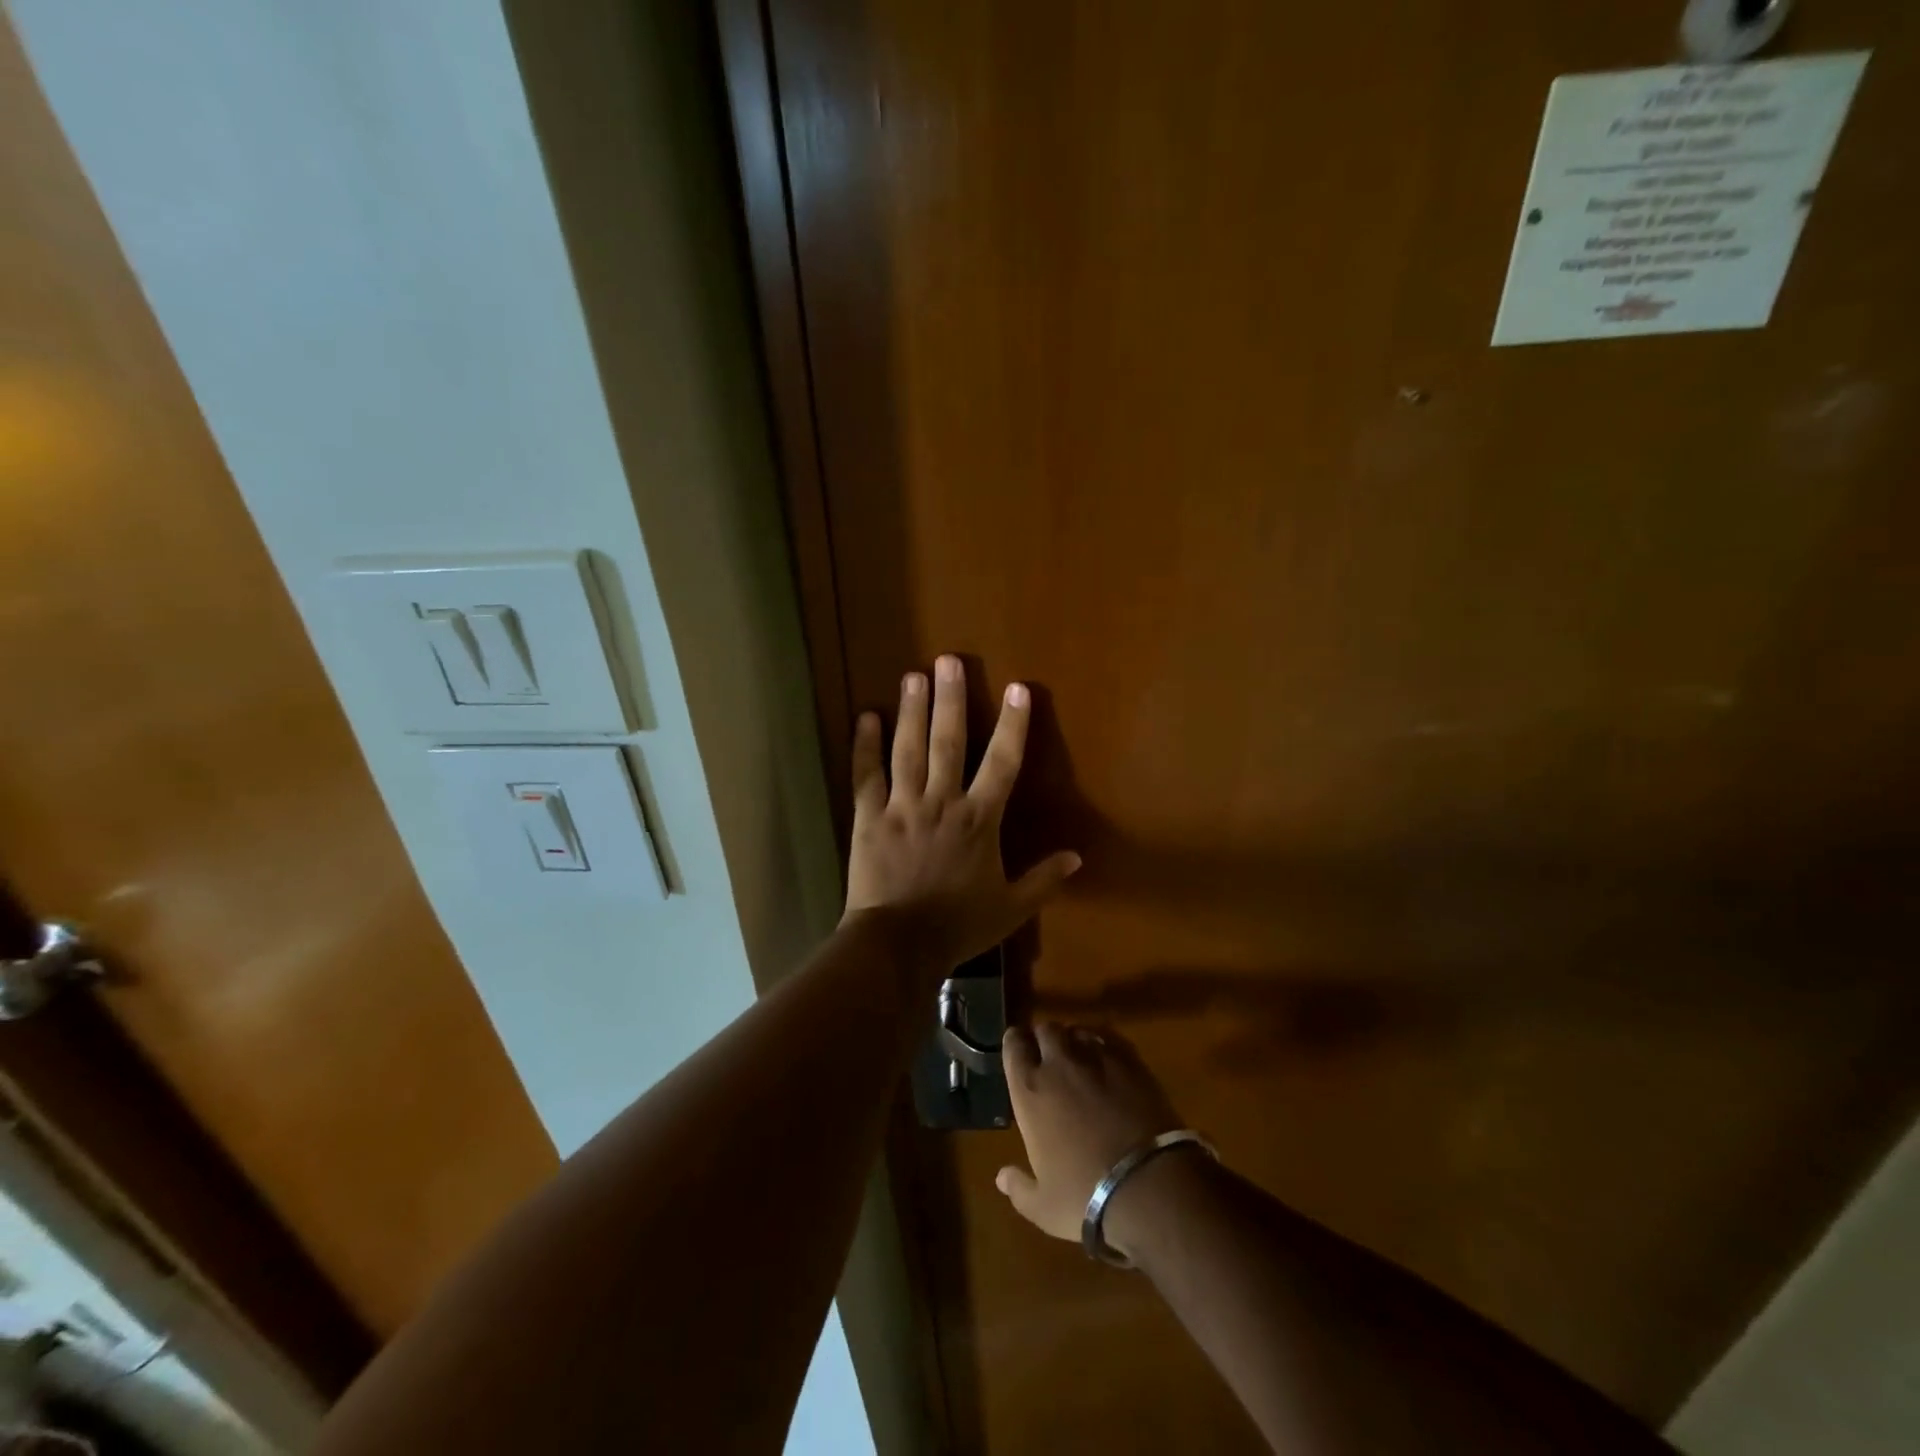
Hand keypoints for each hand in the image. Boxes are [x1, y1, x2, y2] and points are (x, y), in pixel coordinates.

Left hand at [843, 656, 1079, 973]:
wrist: (898, 946)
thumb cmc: (958, 926)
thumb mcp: (1011, 908)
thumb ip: (1044, 879)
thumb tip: (1077, 857)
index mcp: (979, 820)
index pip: (1002, 763)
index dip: (1013, 724)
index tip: (1017, 689)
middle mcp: (942, 802)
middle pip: (949, 741)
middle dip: (951, 699)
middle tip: (949, 660)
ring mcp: (902, 806)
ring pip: (908, 749)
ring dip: (912, 711)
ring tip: (913, 675)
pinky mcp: (869, 817)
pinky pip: (866, 775)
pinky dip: (864, 746)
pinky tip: (865, 716)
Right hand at [994, 1023, 1183, 1244]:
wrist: (1149, 1184)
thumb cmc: (1086, 1195)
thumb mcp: (1042, 1206)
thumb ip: (1018, 1187)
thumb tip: (1001, 1177)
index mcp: (1030, 1090)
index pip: (1013, 1045)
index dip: (1015, 1044)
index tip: (1018, 1051)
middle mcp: (1059, 1064)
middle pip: (1046, 1029)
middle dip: (1044, 1038)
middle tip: (1048, 1055)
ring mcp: (1097, 1058)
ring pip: (1078, 1030)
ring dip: (1073, 1039)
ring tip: (1078, 1056)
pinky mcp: (1131, 1061)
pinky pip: (1109, 1038)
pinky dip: (1103, 1044)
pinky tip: (1107, 1060)